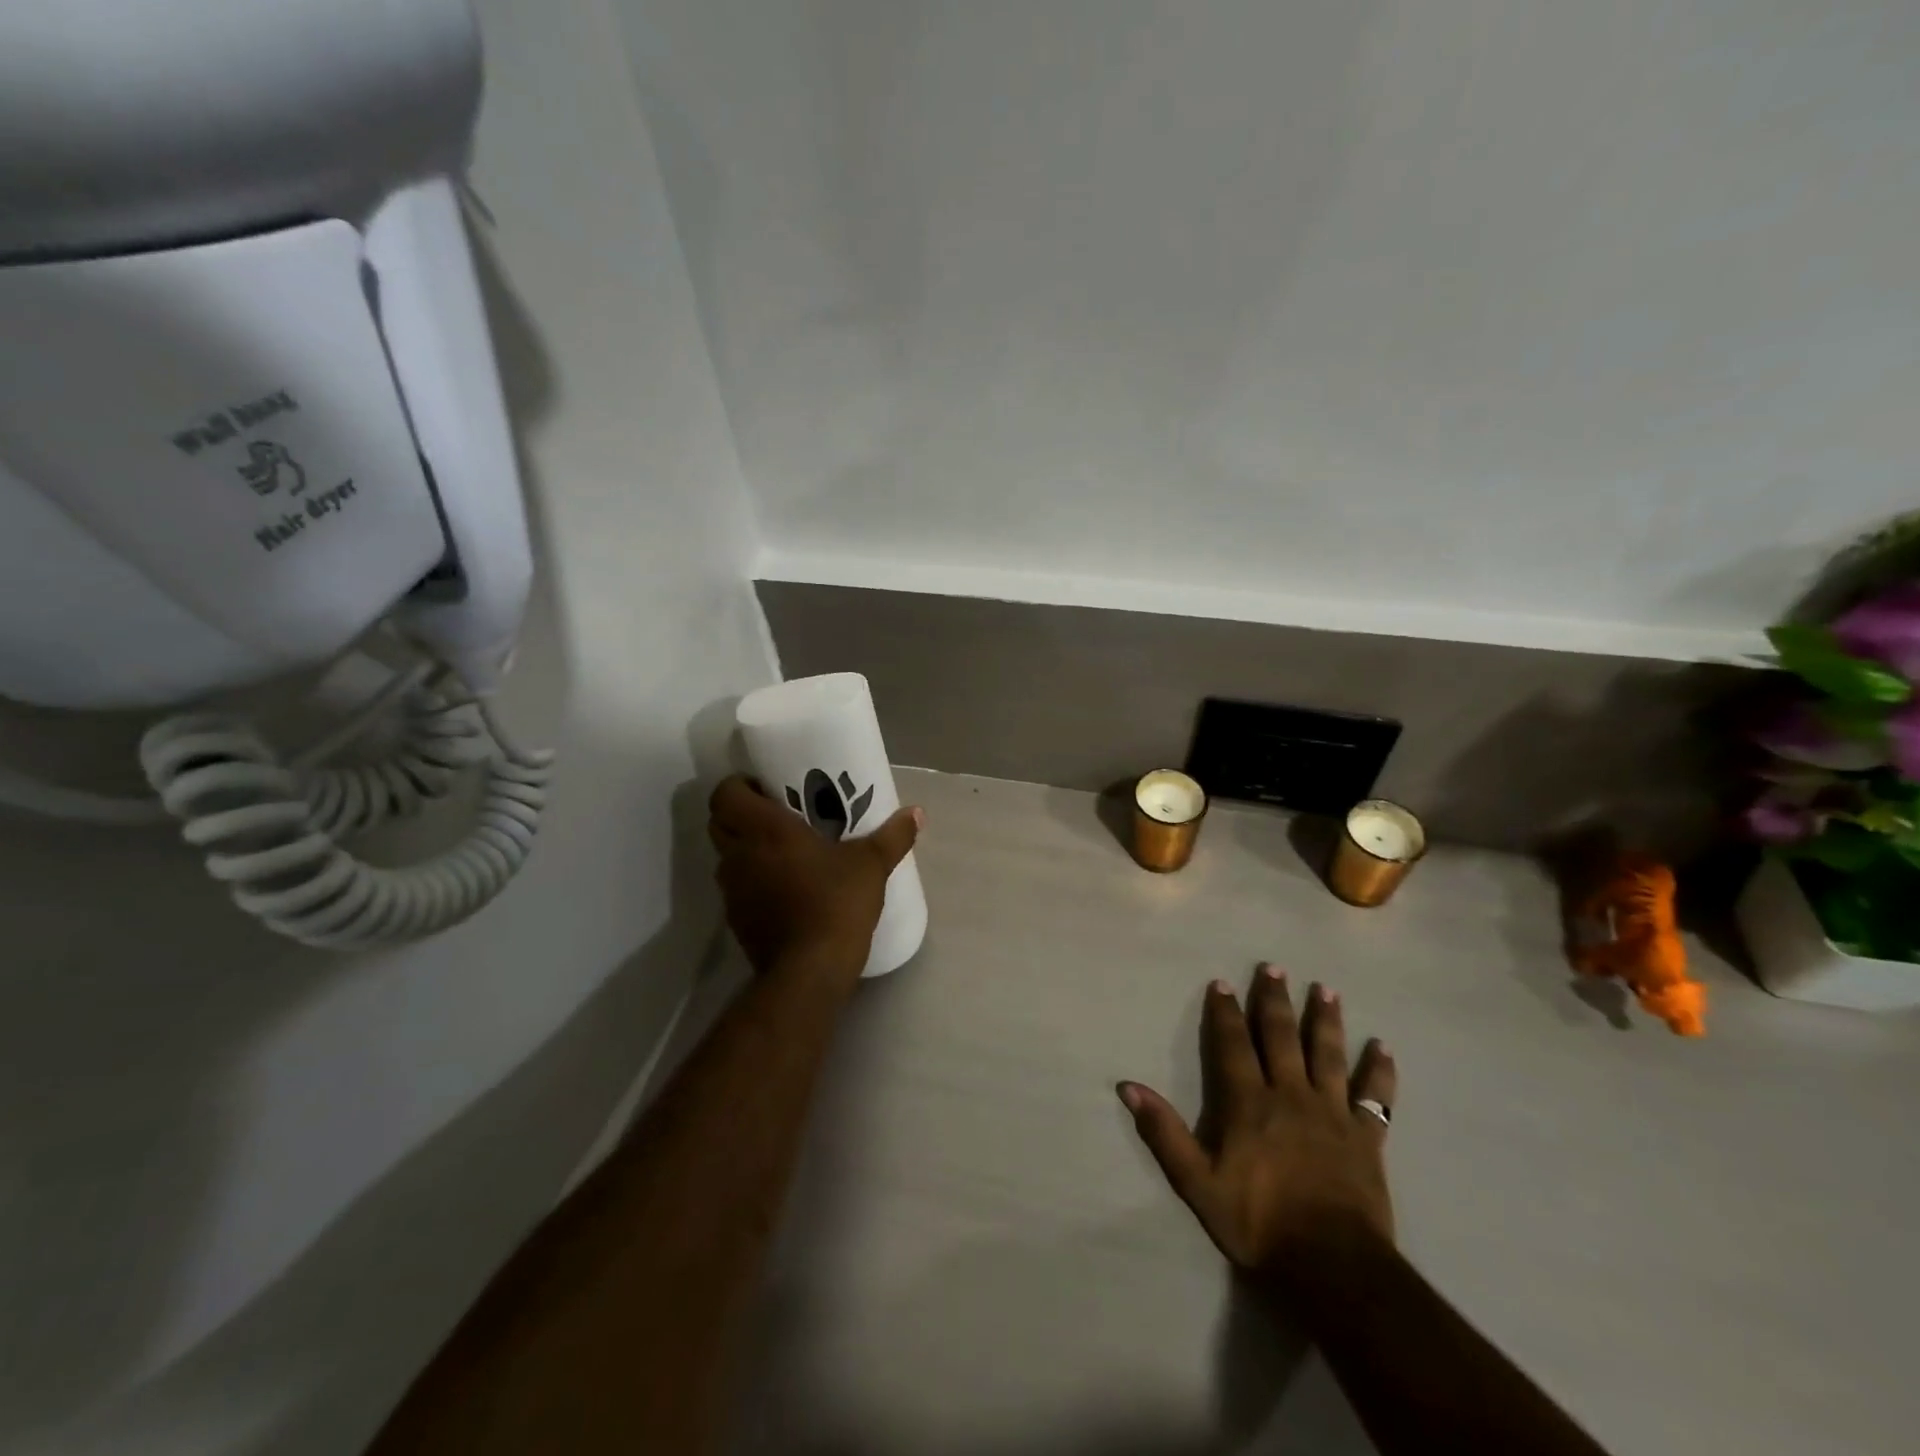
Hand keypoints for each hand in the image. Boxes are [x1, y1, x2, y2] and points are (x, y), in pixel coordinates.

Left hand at [707, 774, 921, 987]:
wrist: (809, 971)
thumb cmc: (836, 903)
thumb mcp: (871, 865)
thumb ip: (893, 836)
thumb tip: (917, 813)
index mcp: (764, 829)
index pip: (726, 793)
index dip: (739, 785)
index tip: (767, 788)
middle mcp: (739, 854)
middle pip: (719, 822)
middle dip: (741, 814)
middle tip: (777, 815)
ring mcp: (732, 890)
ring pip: (726, 856)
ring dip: (746, 849)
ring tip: (782, 852)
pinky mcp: (736, 920)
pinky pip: (736, 888)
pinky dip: (752, 882)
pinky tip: (785, 889)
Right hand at [1119, 966, 1396, 1283]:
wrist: (1333, 1267)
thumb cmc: (1259, 1223)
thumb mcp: (1198, 1183)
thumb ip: (1164, 1133)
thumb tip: (1128, 1087)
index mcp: (1249, 1103)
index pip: (1233, 1045)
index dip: (1225, 1012)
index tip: (1222, 982)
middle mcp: (1290, 1095)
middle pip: (1282, 1037)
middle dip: (1275, 1000)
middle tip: (1275, 967)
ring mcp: (1332, 1113)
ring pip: (1328, 1055)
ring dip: (1326, 1020)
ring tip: (1326, 989)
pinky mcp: (1366, 1138)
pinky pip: (1375, 1097)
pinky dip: (1379, 1072)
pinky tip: (1383, 1048)